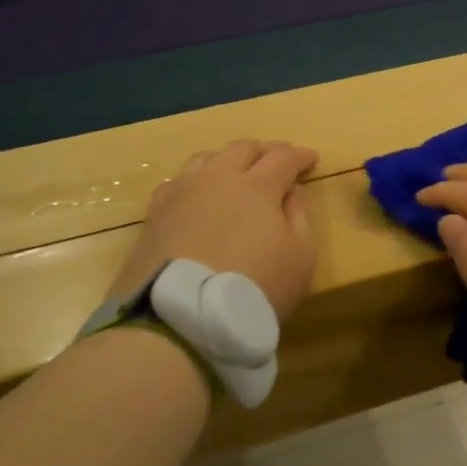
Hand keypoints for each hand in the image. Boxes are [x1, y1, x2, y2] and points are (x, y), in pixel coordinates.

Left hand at [112, 140, 319, 318]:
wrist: (182, 316)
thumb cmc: (255, 286)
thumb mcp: (300, 257)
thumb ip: (299, 218)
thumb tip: (291, 192)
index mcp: (257, 185)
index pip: (283, 158)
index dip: (300, 156)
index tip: (312, 158)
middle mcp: (217, 178)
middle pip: (242, 149)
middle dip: (265, 150)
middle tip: (278, 159)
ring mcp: (181, 193)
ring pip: (206, 160)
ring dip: (227, 160)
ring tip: (236, 172)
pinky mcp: (155, 214)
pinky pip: (177, 183)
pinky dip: (196, 182)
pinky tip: (198, 195)